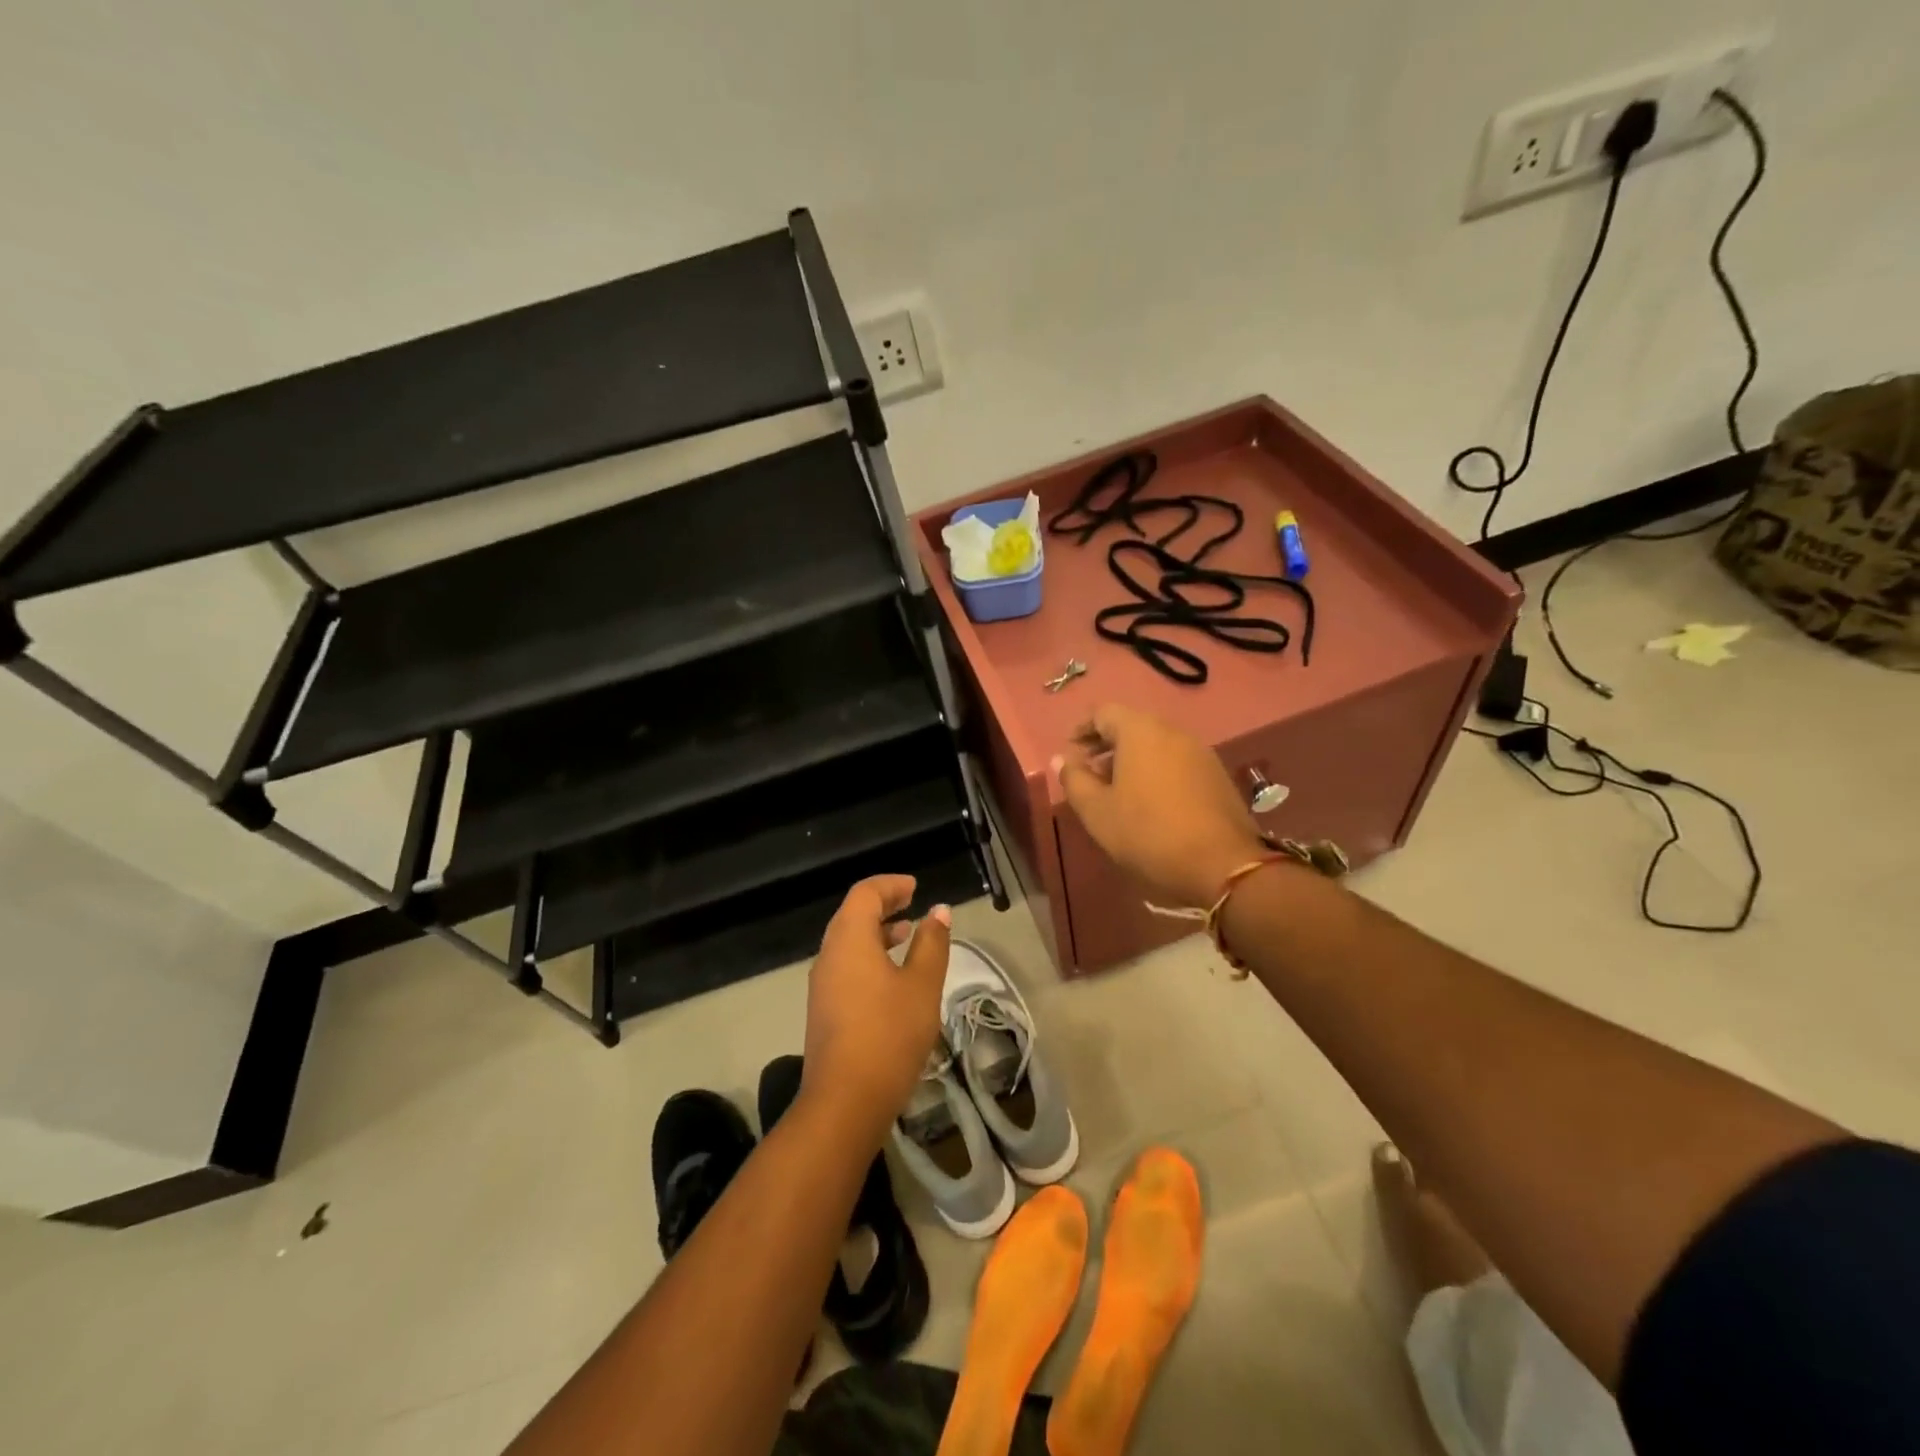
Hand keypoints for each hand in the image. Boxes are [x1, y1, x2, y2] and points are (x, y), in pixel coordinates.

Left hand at [802, 876, 951, 1133]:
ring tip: (907, 934)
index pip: (865, 893)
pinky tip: (892, 975)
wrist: (844, 1101)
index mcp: (849, 939)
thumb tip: (938, 911)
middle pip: (852, 914)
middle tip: (912, 902)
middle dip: (883, 904)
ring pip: (848, 942)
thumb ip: (931, 944)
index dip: (890, 885)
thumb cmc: (889, 1034)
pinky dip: (869, 955)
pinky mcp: (824, 1009)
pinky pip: (846, 965)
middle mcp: (829, 954)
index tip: (915, 887)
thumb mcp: (921, 985)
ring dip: (876, 931)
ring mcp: (823, 983)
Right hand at [1054, 702, 1268, 907]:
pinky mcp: (1217, 775)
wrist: (1222, 864)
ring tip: (1117, 791)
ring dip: (1132, 759)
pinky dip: (1157, 771)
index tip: (1071, 752)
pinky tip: (1150, 802)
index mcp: (1140, 731)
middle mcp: (1173, 731)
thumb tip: (1062, 759)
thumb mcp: (1097, 811)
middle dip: (1107, 744)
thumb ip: (1074, 780)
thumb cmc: (1148, 833)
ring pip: (1156, 743)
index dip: (1082, 729)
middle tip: (1090, 772)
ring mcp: (1200, 752)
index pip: (1104, 713)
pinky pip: (1177, 761)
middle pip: (1132, 725)